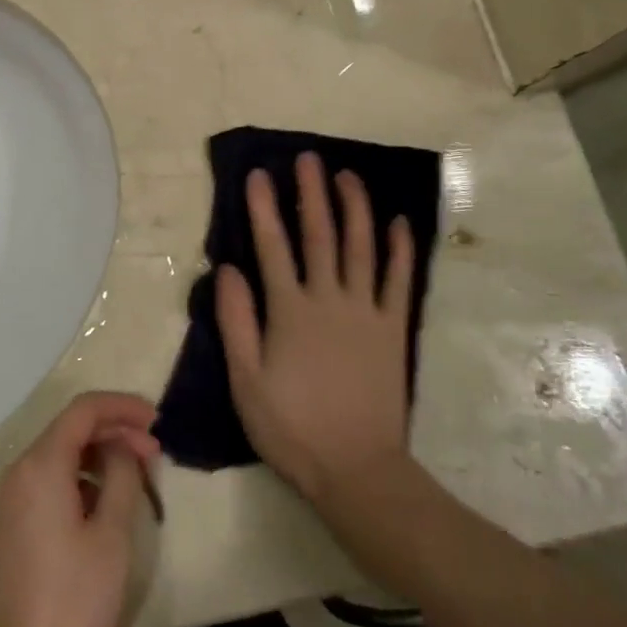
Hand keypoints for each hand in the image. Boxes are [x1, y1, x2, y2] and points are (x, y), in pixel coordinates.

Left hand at [0, 391, 159, 626]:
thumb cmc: (72, 602)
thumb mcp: (111, 536)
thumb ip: (121, 476)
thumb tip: (122, 448)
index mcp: (40, 465)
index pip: (83, 410)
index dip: (122, 406)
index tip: (157, 420)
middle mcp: (17, 472)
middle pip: (69, 431)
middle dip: (114, 433)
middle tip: (155, 454)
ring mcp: (6, 502)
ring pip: (57, 457)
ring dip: (97, 458)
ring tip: (134, 481)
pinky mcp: (6, 528)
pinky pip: (45, 483)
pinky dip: (77, 480)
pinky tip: (101, 507)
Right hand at [215, 152, 417, 507]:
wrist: (357, 469)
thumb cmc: (292, 426)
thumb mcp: (245, 380)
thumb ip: (236, 321)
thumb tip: (227, 269)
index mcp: (290, 311)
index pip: (273, 247)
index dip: (264, 208)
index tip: (259, 175)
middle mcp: (329, 300)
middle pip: (320, 235)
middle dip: (312, 193)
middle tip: (308, 157)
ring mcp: (366, 311)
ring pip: (361, 247)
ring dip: (355, 207)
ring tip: (348, 175)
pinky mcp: (393, 329)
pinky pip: (398, 281)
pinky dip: (399, 249)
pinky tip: (398, 222)